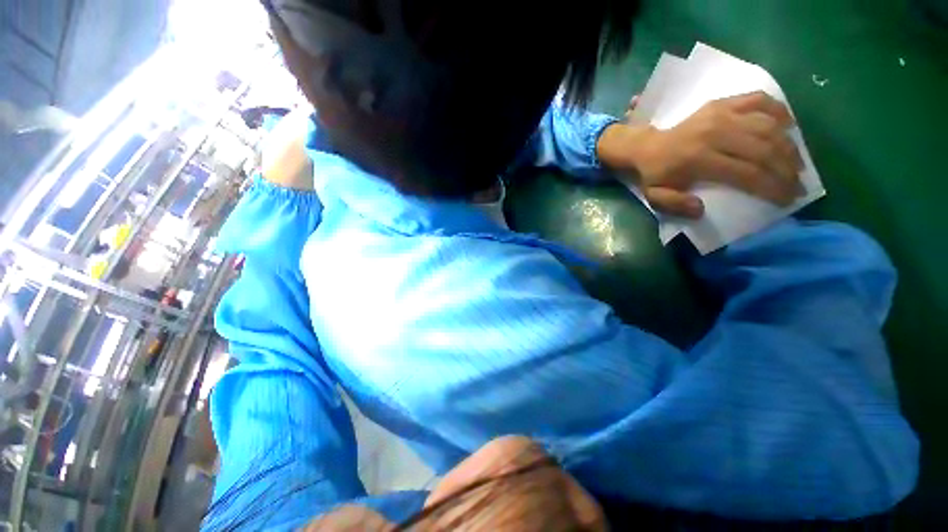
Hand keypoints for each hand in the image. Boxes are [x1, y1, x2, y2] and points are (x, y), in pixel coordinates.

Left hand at [598, 91, 804, 217]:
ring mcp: (720, 114)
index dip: (772, 187)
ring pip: (767, 126)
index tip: (788, 199)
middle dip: (787, 170)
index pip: (747, 174)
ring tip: (798, 163)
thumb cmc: (654, 174)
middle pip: (764, 150)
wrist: (644, 146)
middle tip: (798, 184)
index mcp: (698, 159)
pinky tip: (789, 125)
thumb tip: (701, 209)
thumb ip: (675, 205)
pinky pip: (757, 100)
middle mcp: (714, 133)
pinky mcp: (722, 103)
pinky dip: (778, 110)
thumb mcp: (656, 196)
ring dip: (788, 145)